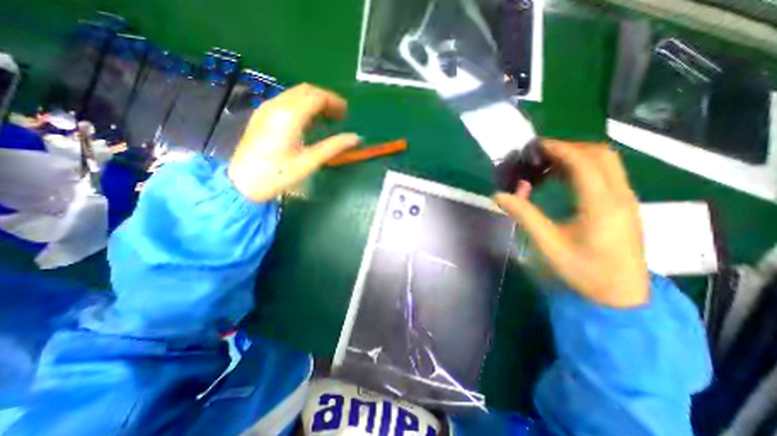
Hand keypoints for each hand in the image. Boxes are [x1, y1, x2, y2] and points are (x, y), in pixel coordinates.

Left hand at [229, 83, 362, 201]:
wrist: (244, 182)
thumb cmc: (279, 174)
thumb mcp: (310, 161)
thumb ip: (334, 146)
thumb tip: (356, 138)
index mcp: (290, 115)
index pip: (317, 96)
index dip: (335, 102)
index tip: (347, 113)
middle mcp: (277, 105)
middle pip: (306, 91)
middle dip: (325, 99)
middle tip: (339, 116)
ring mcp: (267, 108)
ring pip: (295, 94)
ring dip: (314, 102)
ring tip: (327, 119)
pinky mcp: (262, 115)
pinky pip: (286, 102)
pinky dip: (302, 106)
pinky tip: (308, 122)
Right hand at [498, 140, 650, 305]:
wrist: (620, 296)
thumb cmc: (583, 271)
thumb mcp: (548, 244)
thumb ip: (524, 215)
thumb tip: (499, 195)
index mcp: (601, 205)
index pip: (583, 162)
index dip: (558, 148)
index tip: (534, 146)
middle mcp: (619, 196)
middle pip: (600, 154)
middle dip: (568, 148)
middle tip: (539, 155)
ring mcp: (626, 200)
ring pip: (606, 163)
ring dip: (576, 157)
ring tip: (546, 166)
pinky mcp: (623, 206)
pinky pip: (606, 175)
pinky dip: (583, 169)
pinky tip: (562, 180)